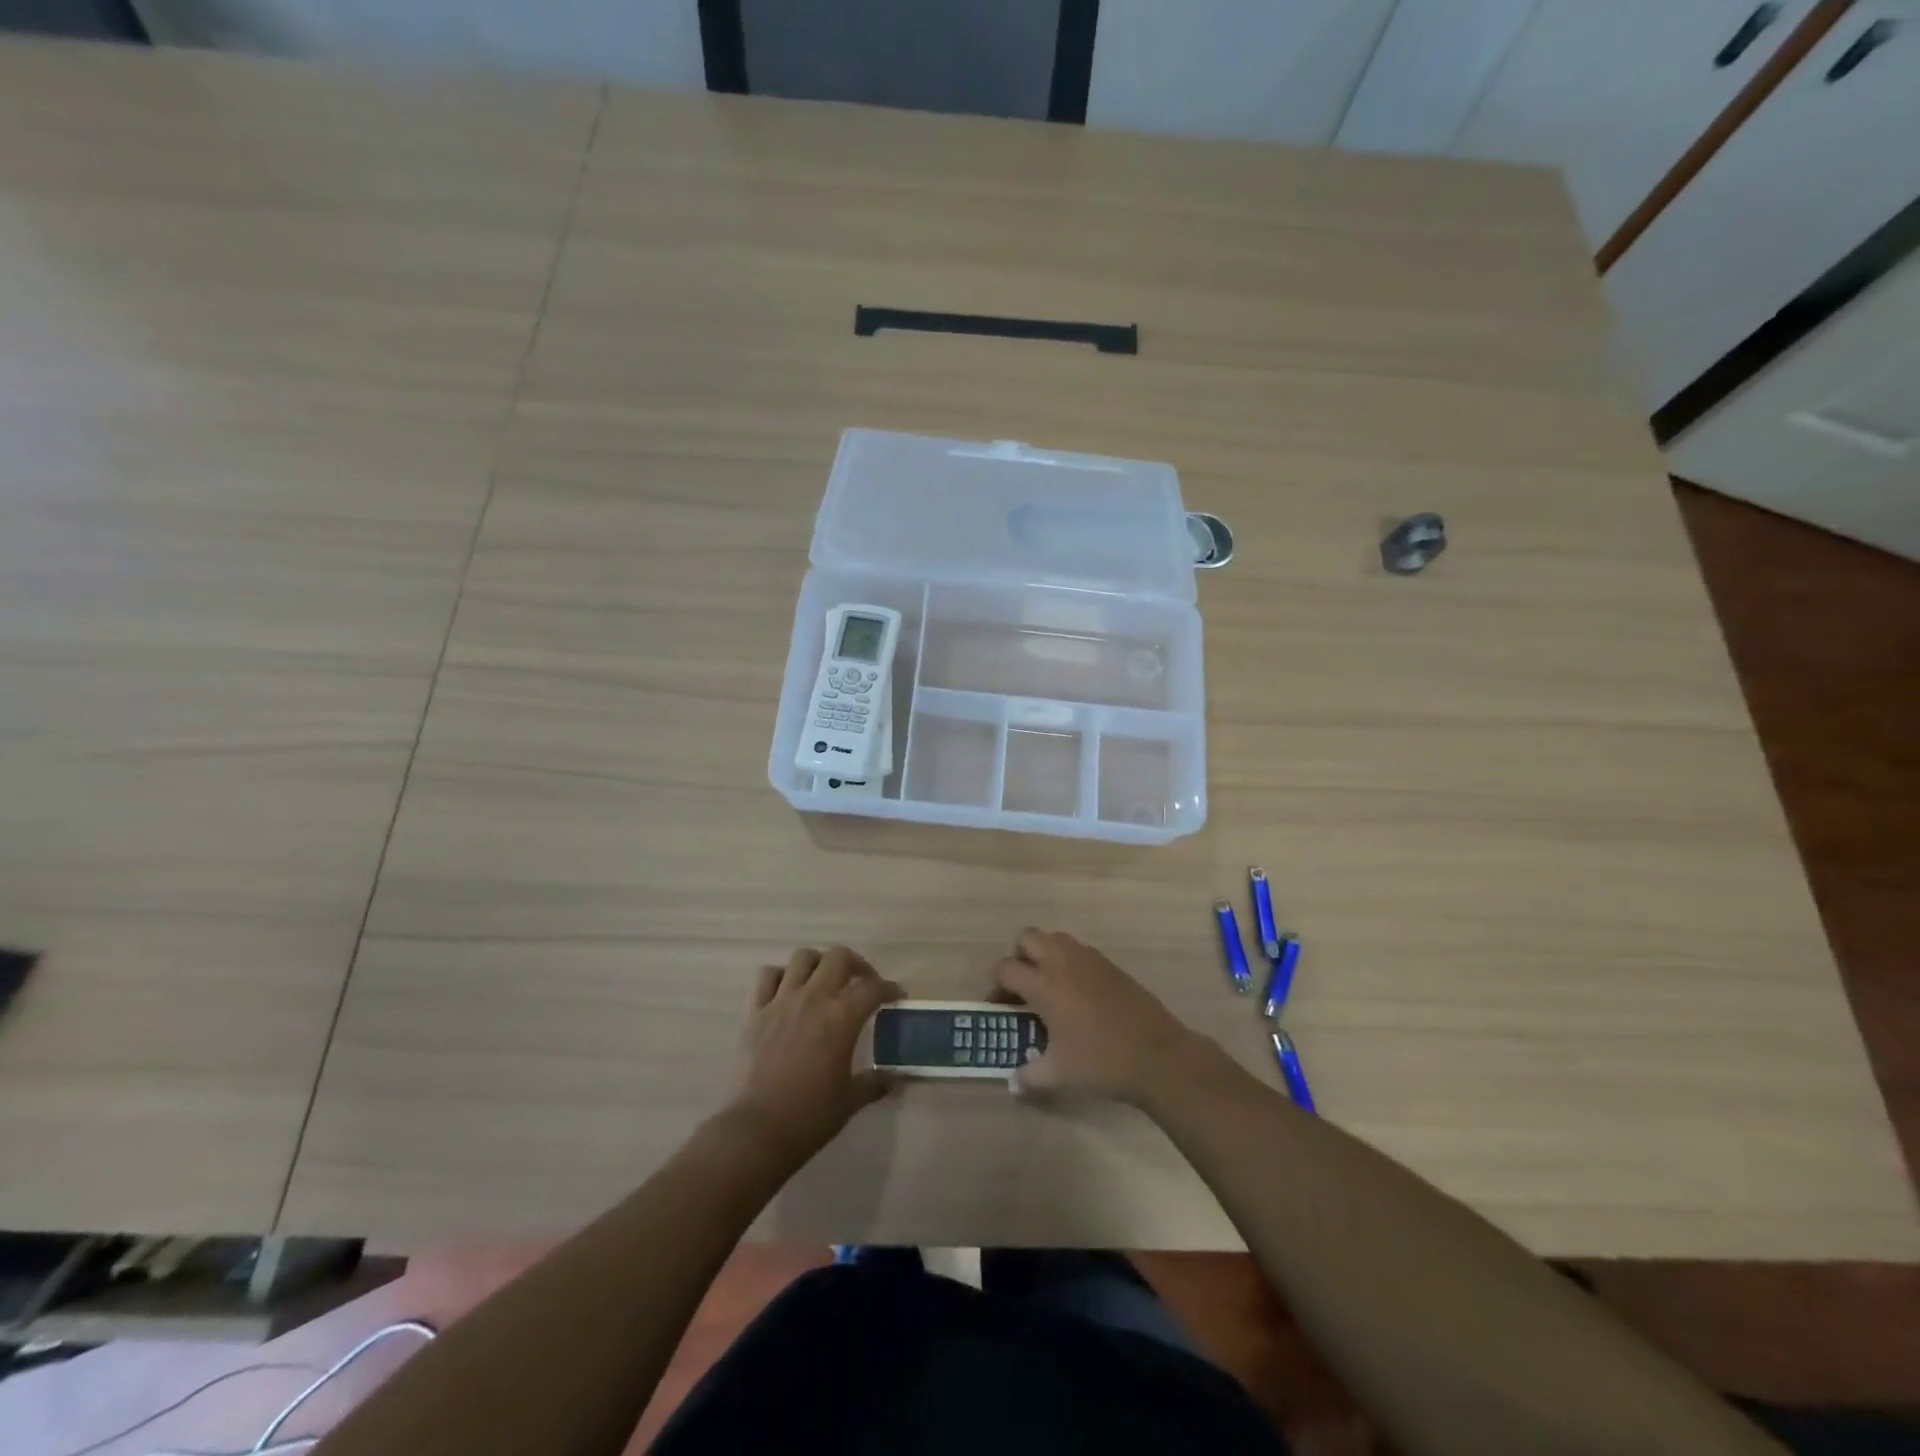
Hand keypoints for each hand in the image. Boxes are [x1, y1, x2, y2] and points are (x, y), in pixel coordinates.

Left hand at [730, 946, 903, 1159]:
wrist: (756, 1131)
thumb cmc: (810, 1116)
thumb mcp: (850, 1101)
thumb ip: (874, 1083)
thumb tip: (893, 1079)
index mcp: (841, 1017)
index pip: (873, 988)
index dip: (889, 989)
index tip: (896, 996)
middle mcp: (813, 998)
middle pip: (839, 957)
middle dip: (856, 964)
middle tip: (862, 982)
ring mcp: (780, 1001)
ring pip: (802, 958)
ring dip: (818, 964)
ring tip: (824, 981)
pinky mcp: (754, 1012)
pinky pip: (766, 976)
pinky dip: (780, 976)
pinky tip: (787, 991)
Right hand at [993, 928, 1200, 1104]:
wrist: (1158, 1056)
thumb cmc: (1102, 1063)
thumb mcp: (1059, 1075)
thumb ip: (1029, 1076)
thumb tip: (1014, 1082)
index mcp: (1045, 985)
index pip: (1006, 968)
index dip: (996, 985)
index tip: (1000, 1006)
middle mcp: (1064, 962)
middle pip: (1027, 938)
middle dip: (1019, 958)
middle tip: (1023, 988)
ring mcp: (1089, 959)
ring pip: (1055, 938)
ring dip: (1044, 955)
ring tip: (1049, 988)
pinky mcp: (1110, 964)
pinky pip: (1078, 950)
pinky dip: (1068, 962)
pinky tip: (1077, 994)